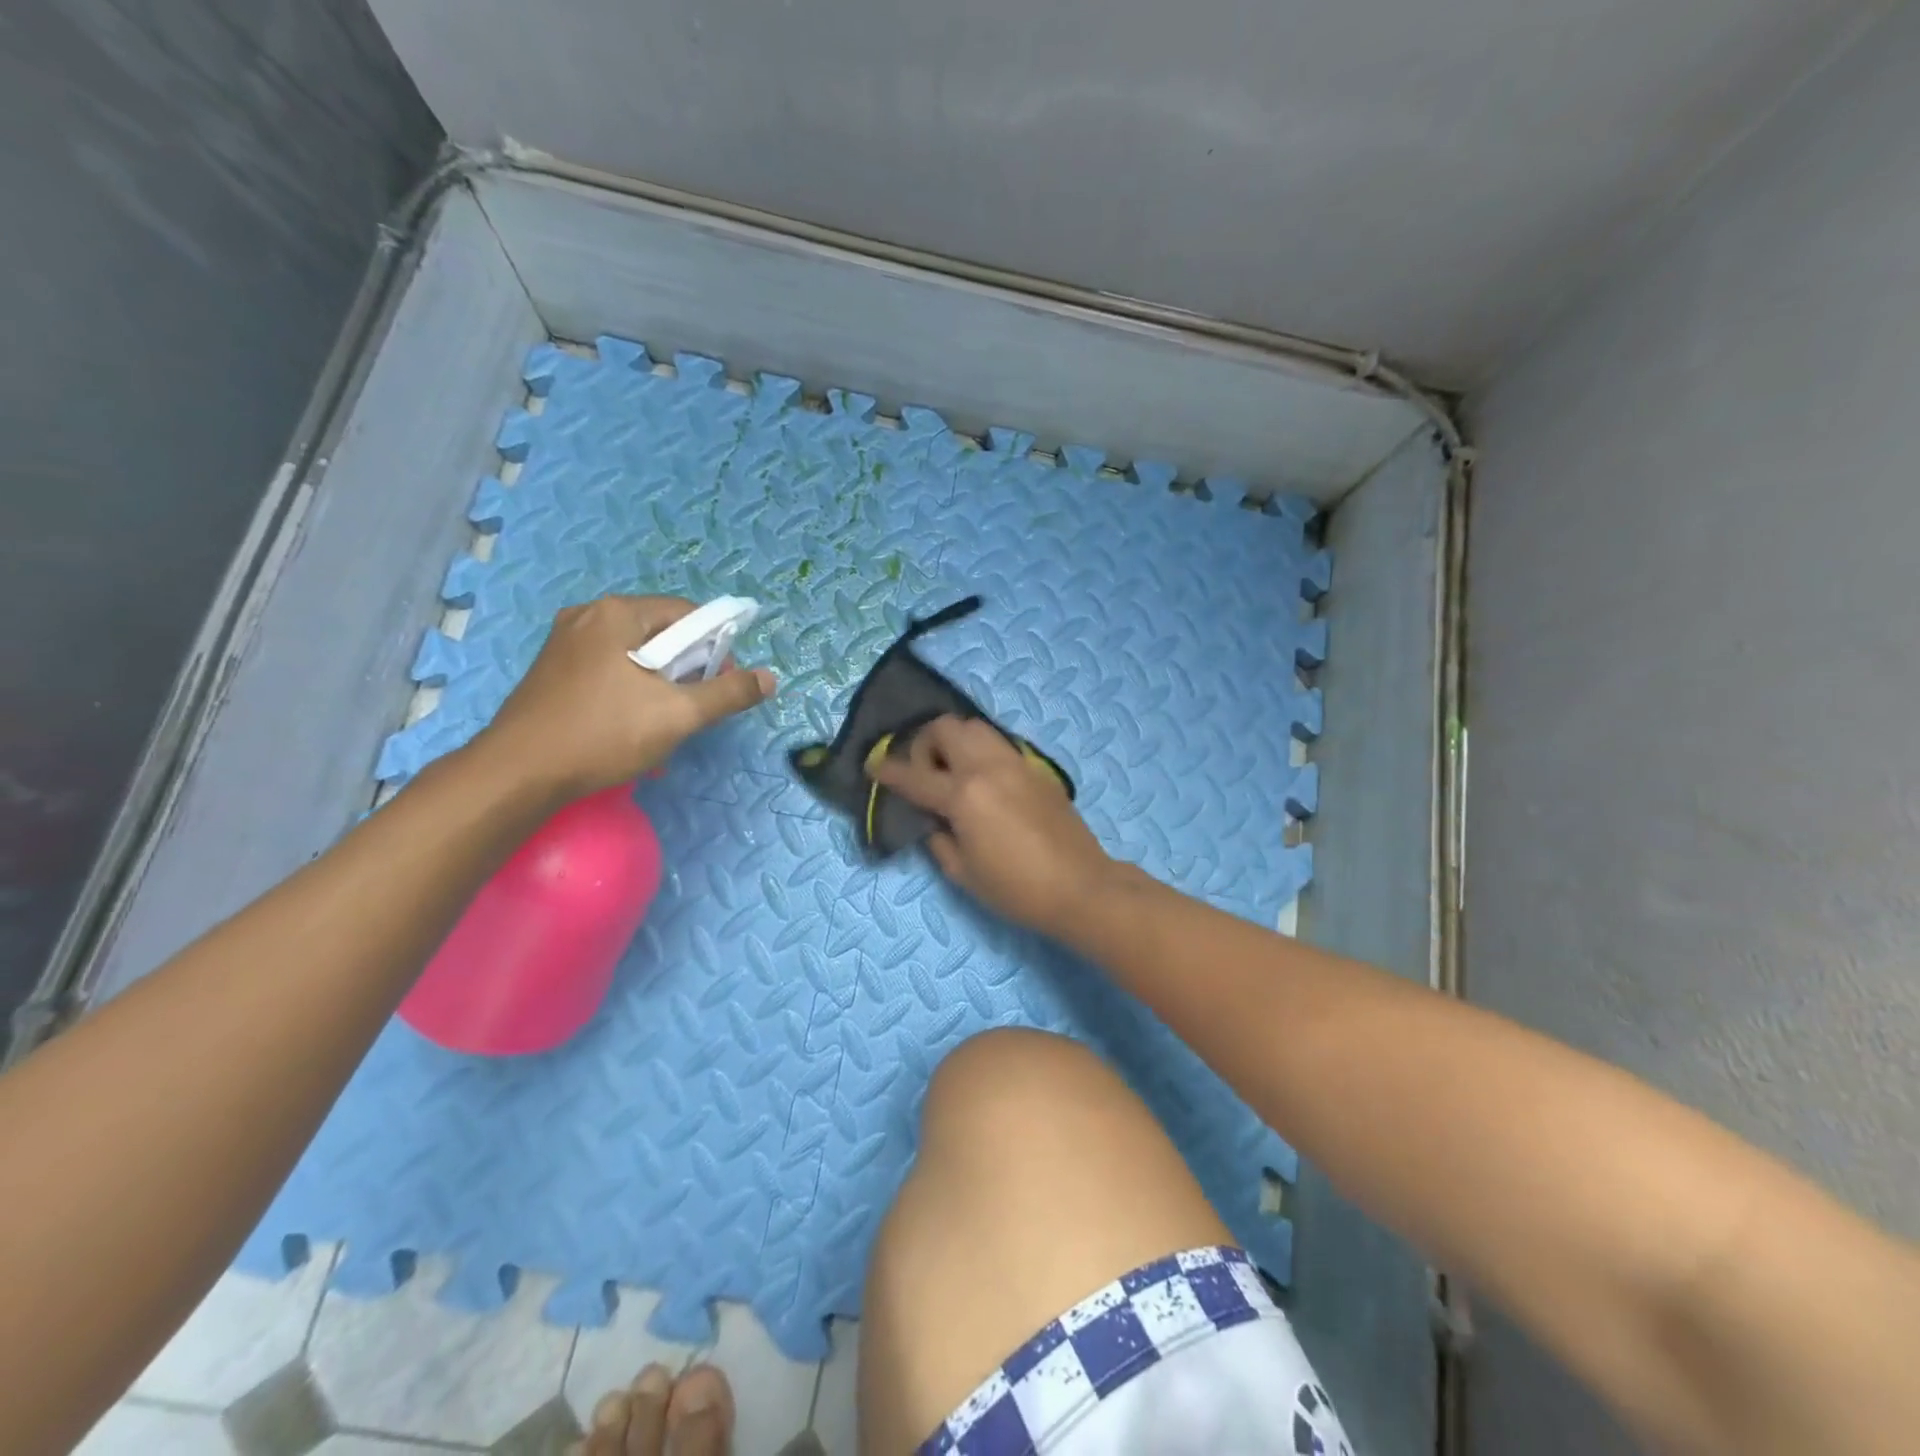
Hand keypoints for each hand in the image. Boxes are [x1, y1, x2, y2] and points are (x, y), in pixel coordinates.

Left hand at [476, 595, 775, 799]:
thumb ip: (729, 693)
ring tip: (663, 723)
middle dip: (687, 670)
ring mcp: (565, 643)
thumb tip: (770, 679)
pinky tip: (630, 725)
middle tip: (693, 709)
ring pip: (636, 655)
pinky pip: (609, 669)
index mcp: (618, 613)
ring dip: (661, 685)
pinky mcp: (553, 670)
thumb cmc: (603, 734)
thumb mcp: (678, 715)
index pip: (688, 614)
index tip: (721, 685)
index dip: (716, 647)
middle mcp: (588, 616)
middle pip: (661, 633)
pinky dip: (631, 690)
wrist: (518, 774)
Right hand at [870, 716, 1118, 937]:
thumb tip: (931, 820)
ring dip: (955, 740)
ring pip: (976, 727)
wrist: (1081, 887)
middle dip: (925, 743)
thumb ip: (938, 839)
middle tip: (924, 773)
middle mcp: (987, 767)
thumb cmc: (1017, 889)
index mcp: (963, 795)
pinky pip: (999, 744)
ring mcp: (1015, 763)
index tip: (874, 766)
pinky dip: (980, 751)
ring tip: (953, 772)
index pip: (914, 775)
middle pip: (946, 727)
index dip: (888, 771)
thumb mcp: (963, 873)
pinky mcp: (1036, 768)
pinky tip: (983, 781)